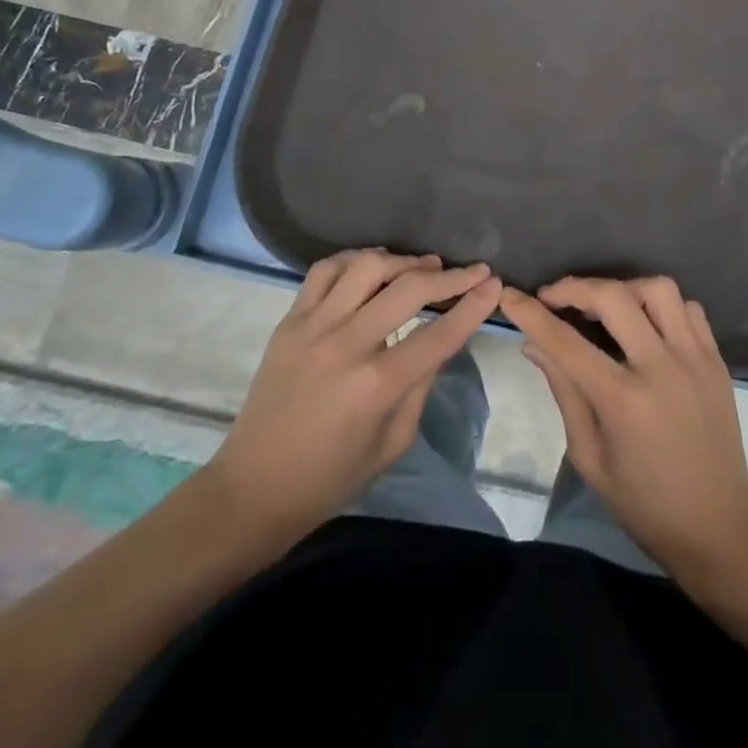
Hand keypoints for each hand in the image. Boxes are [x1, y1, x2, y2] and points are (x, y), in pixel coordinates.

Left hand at [208, 249, 501, 546]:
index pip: (438, 333)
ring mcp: (313, 327)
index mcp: (377, 385)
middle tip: (471, 270)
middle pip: (408, 289)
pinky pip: (324, 270)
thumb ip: (422, 384)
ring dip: (402, 260)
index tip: (493, 284)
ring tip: (423, 266)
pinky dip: (354, 259)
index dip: (472, 306)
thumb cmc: (331, 477)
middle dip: (449, 275)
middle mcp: (347, 345)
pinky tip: (373, 266)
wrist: (254, 488)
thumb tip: (443, 339)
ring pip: (366, 266)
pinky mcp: (289, 320)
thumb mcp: (393, 442)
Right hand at [500, 276, 747, 578]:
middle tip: (554, 297)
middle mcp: (661, 368)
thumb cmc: (643, 503)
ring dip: (623, 288)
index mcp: (623, 401)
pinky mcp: (716, 360)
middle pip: (614, 297)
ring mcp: (695, 359)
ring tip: (604, 305)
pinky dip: (662, 305)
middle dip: (575, 287)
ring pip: (659, 289)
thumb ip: (563, 392)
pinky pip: (689, 308)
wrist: (717, 528)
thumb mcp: (589, 456)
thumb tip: (534, 344)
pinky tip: (645, 322)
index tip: (510, 296)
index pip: (566, 342)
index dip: (532, 314)